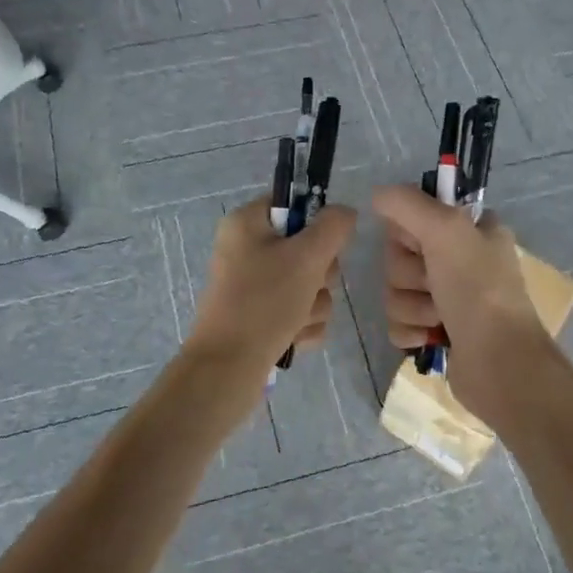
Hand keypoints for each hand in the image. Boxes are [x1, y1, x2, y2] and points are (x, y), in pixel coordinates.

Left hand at [186, 197, 357, 369]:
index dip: (316, 224)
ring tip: (297, 320)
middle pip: (307, 247)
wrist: (228, 368)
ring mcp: (252, 285)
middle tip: (309, 287)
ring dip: (314, 304)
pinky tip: (293, 337)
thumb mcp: (306, 257)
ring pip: (308, 283)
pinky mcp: (259, 316)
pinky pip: (299, 310)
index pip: (293, 204)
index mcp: (247, 223)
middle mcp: (246, 249)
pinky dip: (303, 325)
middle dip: (319, 275)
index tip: (325, 245)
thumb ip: (333, 227)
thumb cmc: (264, 302)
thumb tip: (345, 212)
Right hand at [371, 184, 546, 408]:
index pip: (414, 215)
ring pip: (396, 291)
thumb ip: (407, 203)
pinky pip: (398, 322)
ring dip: (411, 306)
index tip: (420, 245)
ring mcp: (448, 298)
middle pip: (399, 256)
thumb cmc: (477, 290)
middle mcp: (460, 259)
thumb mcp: (445, 230)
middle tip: (434, 284)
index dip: (408, 233)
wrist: (499, 364)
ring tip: (439, 318)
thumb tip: (377, 195)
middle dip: (409, 275)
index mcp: (470, 230)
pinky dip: (410, 331)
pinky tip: (431, 338)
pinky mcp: (436, 332)